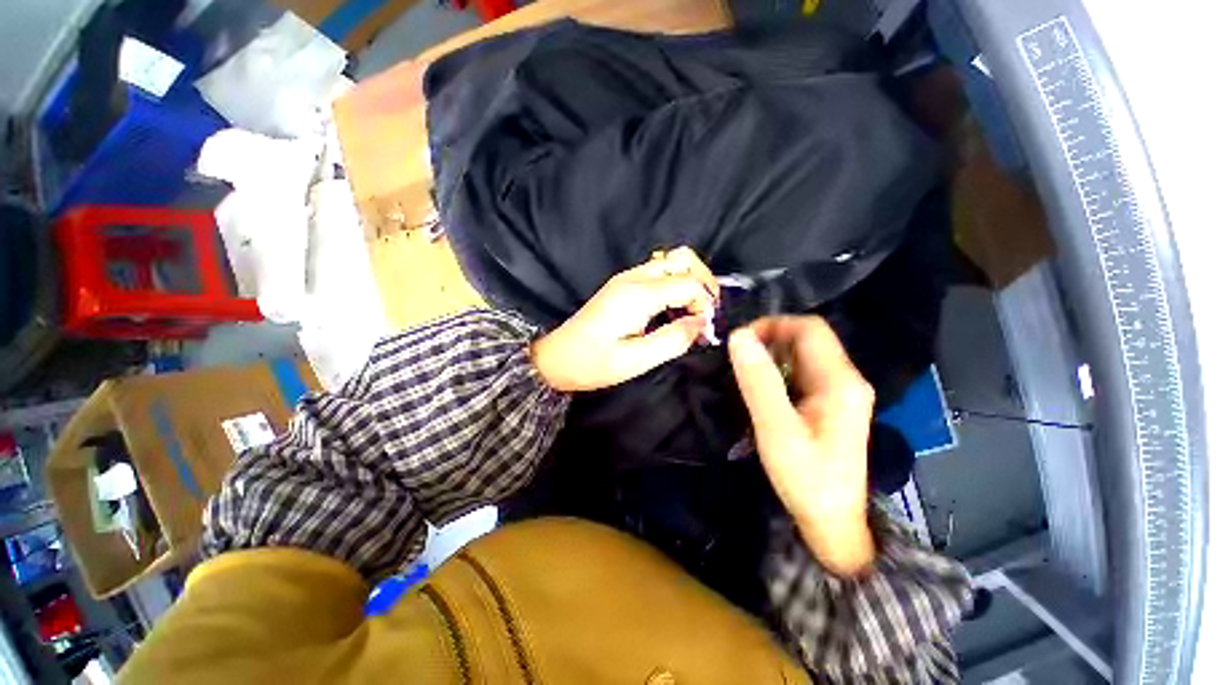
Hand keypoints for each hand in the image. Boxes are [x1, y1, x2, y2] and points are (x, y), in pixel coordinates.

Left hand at [532, 247, 718, 391]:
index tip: (704, 330)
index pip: (689, 283)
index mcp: (638, 295)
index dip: (705, 304)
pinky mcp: (622, 285)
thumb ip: (673, 340)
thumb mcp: (634, 361)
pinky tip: (673, 310)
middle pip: (683, 259)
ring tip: (693, 312)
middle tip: (706, 314)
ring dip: (690, 282)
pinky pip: (658, 273)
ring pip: (671, 261)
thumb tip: (701, 324)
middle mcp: (633, 278)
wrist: (555, 358)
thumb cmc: (592, 363)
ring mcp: (626, 279)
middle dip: (703, 283)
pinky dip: (675, 285)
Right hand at [728, 316, 876, 575]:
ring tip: (744, 372)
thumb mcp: (776, 429)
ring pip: (802, 355)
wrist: (832, 522)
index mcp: (840, 381)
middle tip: (737, 357)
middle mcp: (846, 379)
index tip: (740, 341)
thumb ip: (758, 381)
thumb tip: (738, 337)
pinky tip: (760, 388)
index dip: (772, 325)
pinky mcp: (829, 404)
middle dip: (769, 339)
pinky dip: (777, 371)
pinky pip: (800, 373)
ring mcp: (839, 392)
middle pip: (807, 339)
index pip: (809, 328)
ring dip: (771, 355)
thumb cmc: (806, 478)